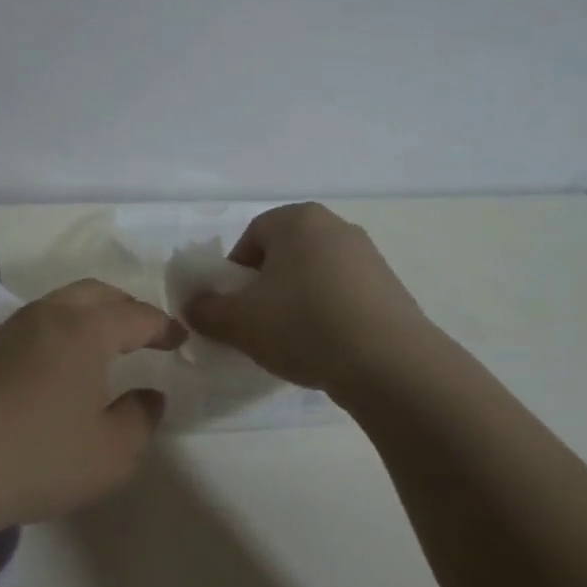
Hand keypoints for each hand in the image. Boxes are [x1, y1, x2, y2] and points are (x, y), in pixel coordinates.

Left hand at [0, 280, 185, 536]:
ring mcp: (8, 330)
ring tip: (103, 344)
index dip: (162, 326)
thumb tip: (149, 395)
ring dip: (88, 314)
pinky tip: (58, 364)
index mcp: (84, 330)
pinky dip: (59, 331)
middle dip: (125, 307)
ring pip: (59, 304)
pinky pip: (34, 324)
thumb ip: (140, 419)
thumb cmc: (38, 456)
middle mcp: (46, 316)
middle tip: (144, 332)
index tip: (179, 339)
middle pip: (94, 293)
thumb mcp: (111, 453)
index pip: (134, 314)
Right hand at [183, 202, 431, 392]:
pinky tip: (325, 347)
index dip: (234, 273)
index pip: (251, 237)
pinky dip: (327, 314)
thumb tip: (194, 306)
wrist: (390, 365)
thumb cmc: (303, 326)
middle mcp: (336, 227)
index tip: (234, 307)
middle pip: (284, 254)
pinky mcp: (392, 288)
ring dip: (296, 301)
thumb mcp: (237, 322)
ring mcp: (369, 257)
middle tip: (257, 323)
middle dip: (265, 286)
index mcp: (297, 220)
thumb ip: (205, 309)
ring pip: (314, 275)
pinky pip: (343, 295)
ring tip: (292, 340)